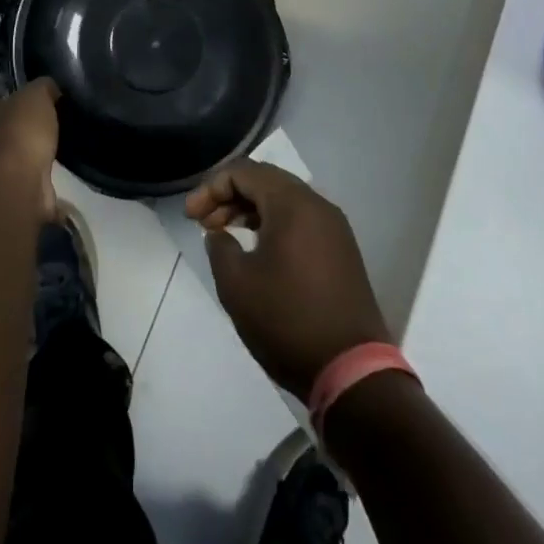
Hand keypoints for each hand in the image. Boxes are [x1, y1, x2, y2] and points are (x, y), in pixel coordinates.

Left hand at [0, 76, 60, 217]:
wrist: (18, 182)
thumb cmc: (21, 131)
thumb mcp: (37, 94)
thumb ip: (43, 87)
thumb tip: (51, 89)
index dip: (16, 101)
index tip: (39, 102)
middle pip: (6, 129)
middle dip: (25, 128)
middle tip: (52, 123)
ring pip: (17, 154)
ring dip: (33, 153)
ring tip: (59, 146)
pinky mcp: (11, 190)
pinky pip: (30, 176)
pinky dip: (41, 174)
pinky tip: (58, 169)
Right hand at [186, 161, 389, 397]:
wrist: (352, 371)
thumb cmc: (287, 320)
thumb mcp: (237, 284)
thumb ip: (219, 247)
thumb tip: (220, 235)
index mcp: (292, 203)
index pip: (243, 172)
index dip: (211, 188)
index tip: (190, 217)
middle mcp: (317, 204)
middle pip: (265, 180)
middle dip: (230, 196)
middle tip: (204, 223)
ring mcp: (334, 227)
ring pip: (284, 200)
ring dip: (251, 210)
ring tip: (226, 235)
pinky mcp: (342, 251)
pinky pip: (301, 220)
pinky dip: (274, 225)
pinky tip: (258, 251)